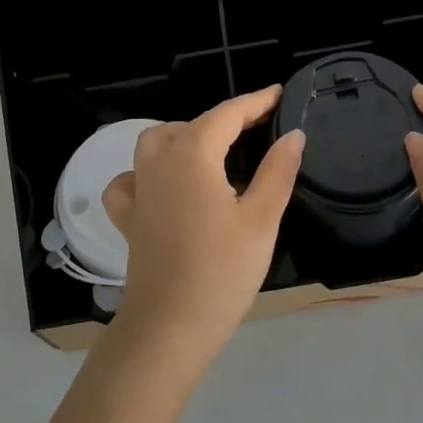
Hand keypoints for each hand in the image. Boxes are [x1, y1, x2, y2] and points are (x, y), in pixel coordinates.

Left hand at [101, 87, 304, 373]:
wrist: (168, 329)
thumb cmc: (221, 271)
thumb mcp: (261, 219)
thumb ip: (278, 171)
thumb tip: (294, 134)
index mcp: (192, 155)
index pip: (227, 114)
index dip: (255, 101)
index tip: (279, 94)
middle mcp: (159, 162)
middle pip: (191, 124)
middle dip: (225, 119)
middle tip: (257, 127)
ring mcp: (138, 189)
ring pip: (156, 142)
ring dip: (185, 135)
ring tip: (214, 150)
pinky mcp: (129, 218)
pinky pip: (131, 180)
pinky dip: (146, 172)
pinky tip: (163, 186)